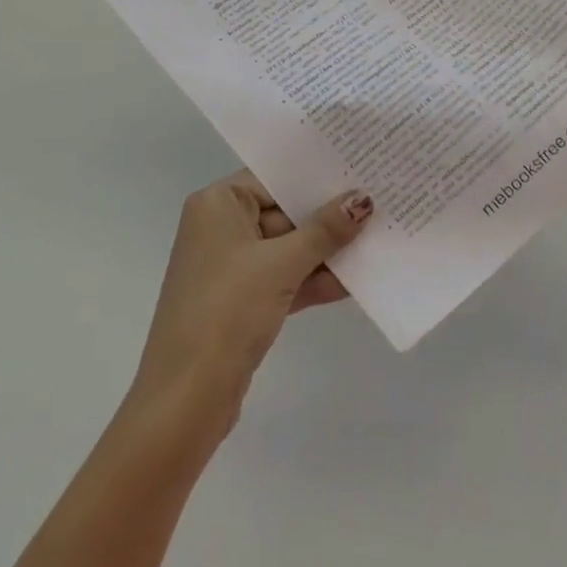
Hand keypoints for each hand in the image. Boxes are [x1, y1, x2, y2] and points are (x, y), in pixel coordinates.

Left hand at [129, 171, 372, 438]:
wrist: (186, 397)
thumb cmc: (227, 310)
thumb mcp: (281, 264)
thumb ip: (324, 231)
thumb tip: (362, 199)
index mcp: (217, 204)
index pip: (274, 178)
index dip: (316, 177)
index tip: (360, 168)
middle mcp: (221, 227)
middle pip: (284, 212)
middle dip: (329, 216)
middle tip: (380, 202)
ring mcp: (232, 267)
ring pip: (288, 248)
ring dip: (328, 252)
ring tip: (380, 239)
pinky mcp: (243, 301)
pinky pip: (286, 278)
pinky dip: (315, 280)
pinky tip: (358, 281)